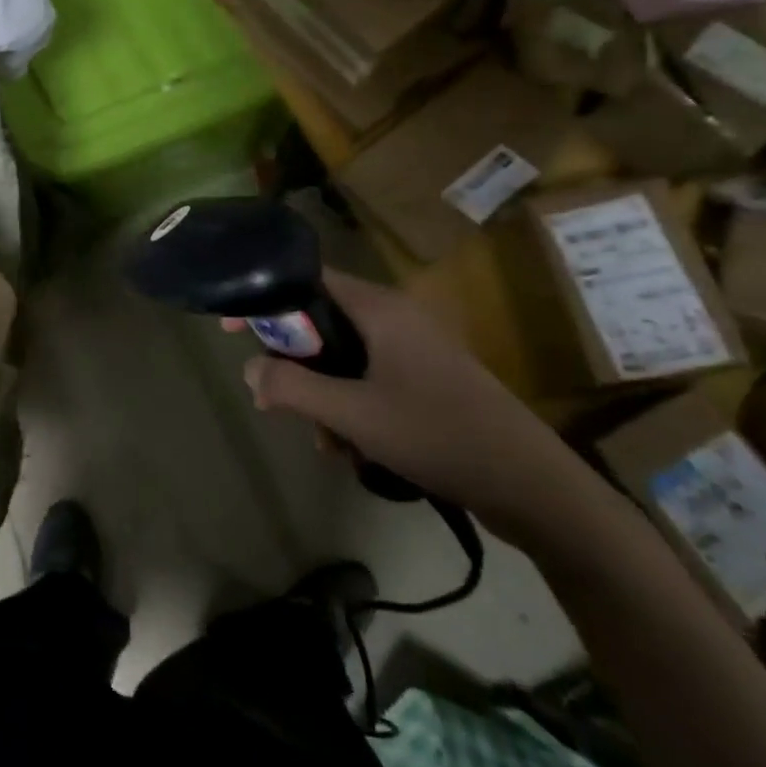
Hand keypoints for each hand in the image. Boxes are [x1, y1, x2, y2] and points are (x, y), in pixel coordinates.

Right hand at [239, 269, 602, 552]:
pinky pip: (370, 377)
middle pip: (322, 322)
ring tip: (325, 440)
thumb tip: (250, 369)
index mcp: (380, 310)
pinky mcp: (427, 378)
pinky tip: (352, 448)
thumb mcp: (353, 413)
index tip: (234, 327)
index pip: (308, 280)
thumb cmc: (437, 434)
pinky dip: (351, 405)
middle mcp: (396, 318)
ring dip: (322, 394)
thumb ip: (293, 387)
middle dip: (295, 363)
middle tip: (276, 400)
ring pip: (344, 357)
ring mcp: (415, 349)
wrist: (531, 486)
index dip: (267, 299)